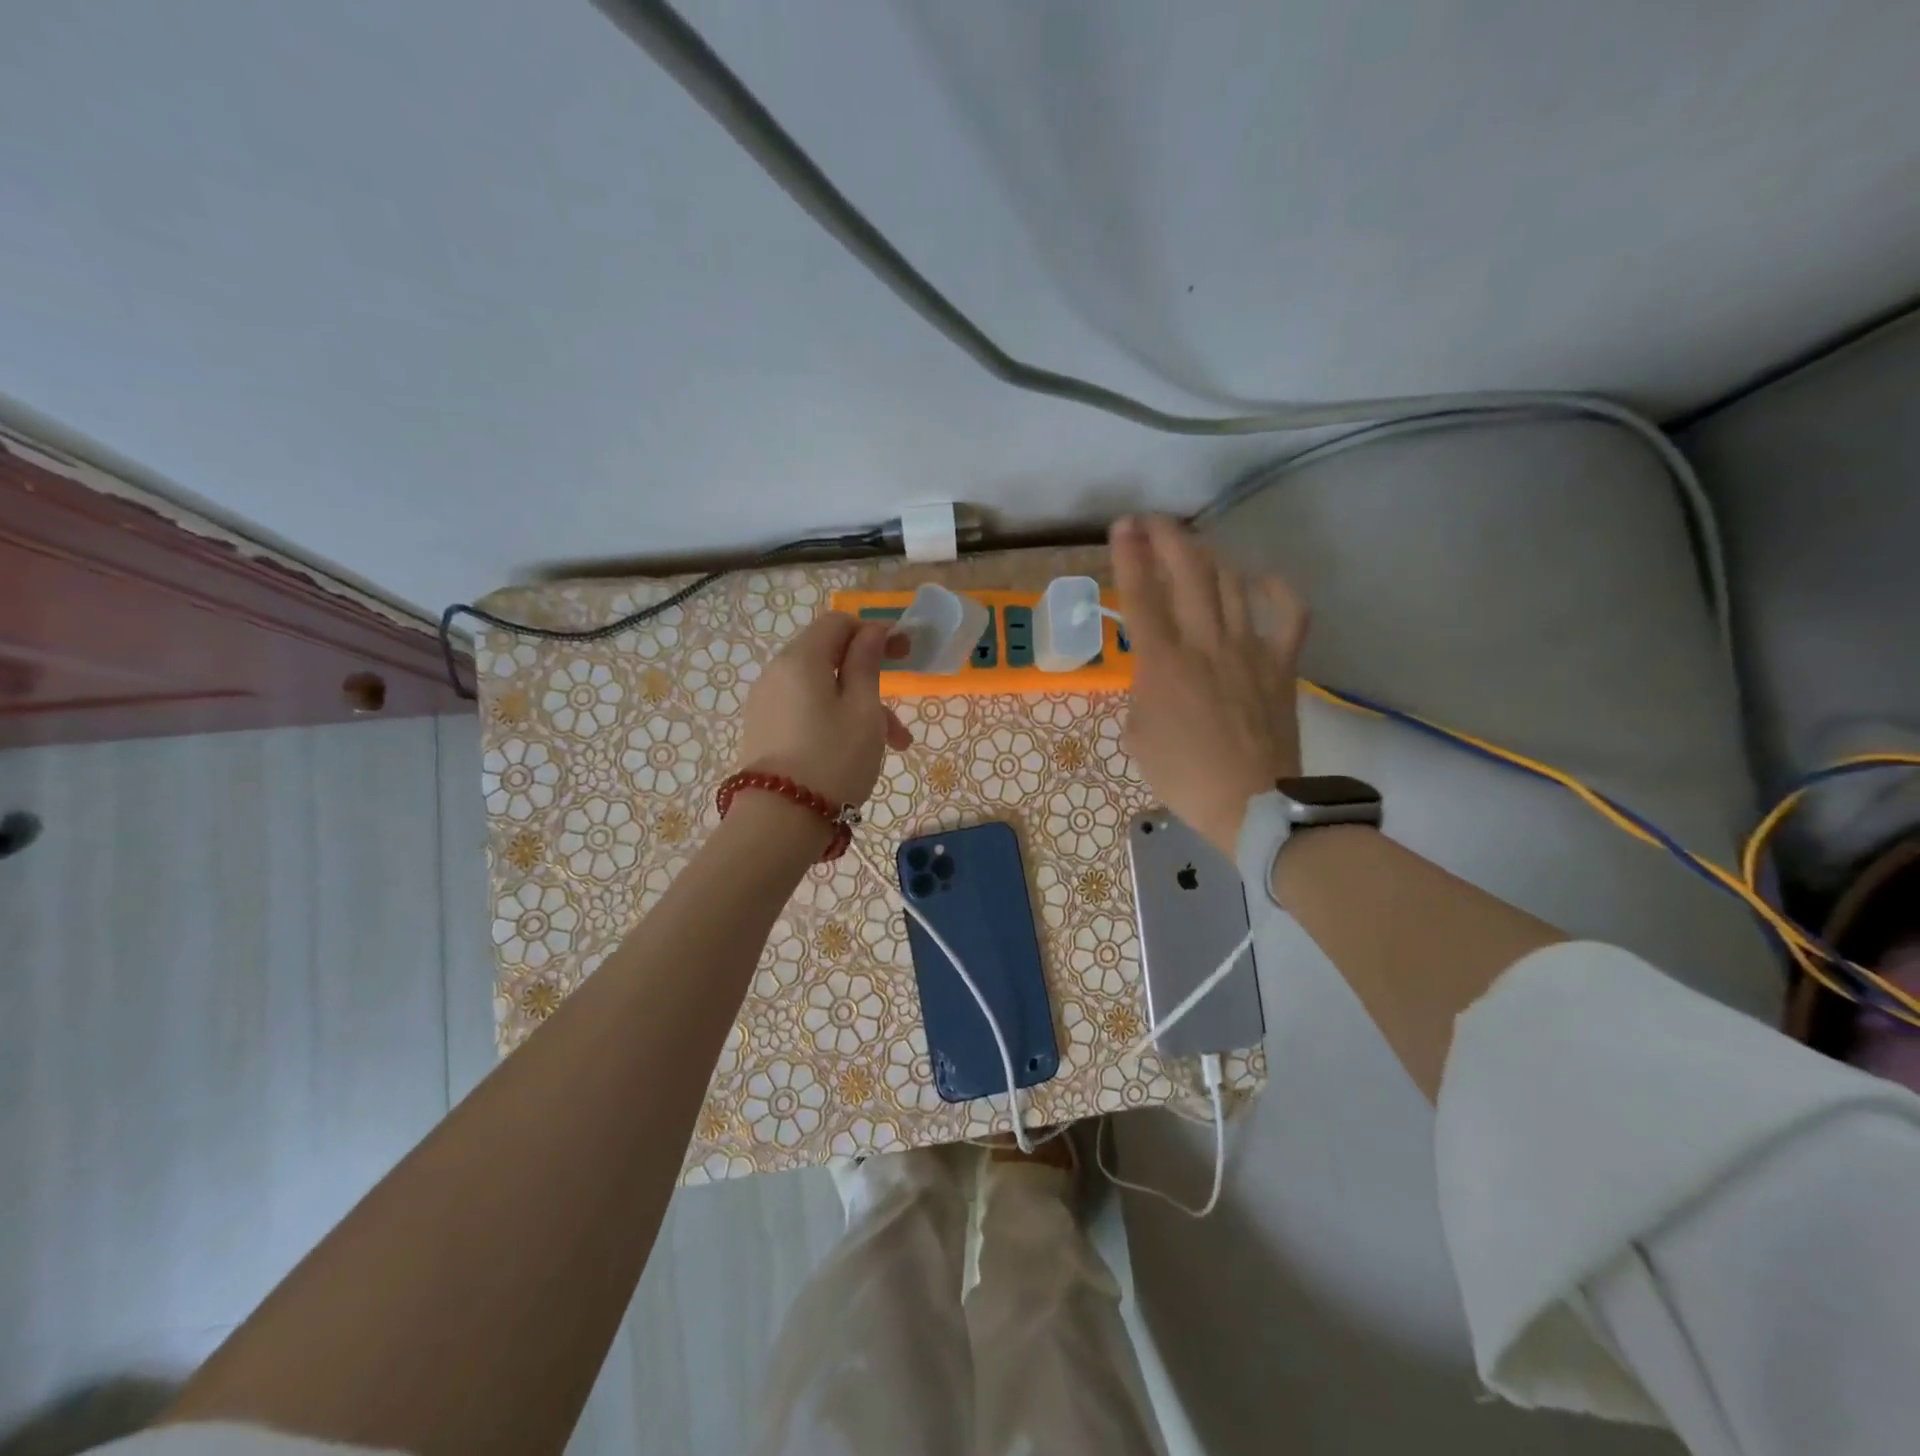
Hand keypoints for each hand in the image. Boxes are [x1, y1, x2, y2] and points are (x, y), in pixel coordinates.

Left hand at [737, 612, 912, 808]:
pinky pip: (805, 711)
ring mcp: (766, 703)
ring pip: (821, 690)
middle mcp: (776, 673)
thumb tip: (872, 631)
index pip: (839, 623)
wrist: (780, 822)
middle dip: (871, 679)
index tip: (905, 654)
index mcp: (801, 659)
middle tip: (901, 714)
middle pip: (830, 658)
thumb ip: (867, 663)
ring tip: (892, 747)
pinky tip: (856, 753)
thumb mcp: (864, 710)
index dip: (874, 632)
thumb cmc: (834, 759)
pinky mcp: (763, 730)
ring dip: (859, 708)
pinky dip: (834, 720)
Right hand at [1112, 515, 1308, 857]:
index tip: (1122, 527)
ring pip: (1231, 581)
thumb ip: (1141, 693)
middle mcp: (1206, 642)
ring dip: (1208, 554)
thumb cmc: (1184, 776)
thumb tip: (1154, 676)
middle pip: (1188, 570)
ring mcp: (1249, 648)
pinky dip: (1276, 589)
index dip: (1129, 554)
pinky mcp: (1281, 663)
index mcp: (1163, 663)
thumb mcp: (1138, 736)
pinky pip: (1289, 613)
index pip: (1141, 594)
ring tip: (1192, 548)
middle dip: (1167, 536)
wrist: (1252, 805)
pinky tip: (1258, 579)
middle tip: (1152, 522)